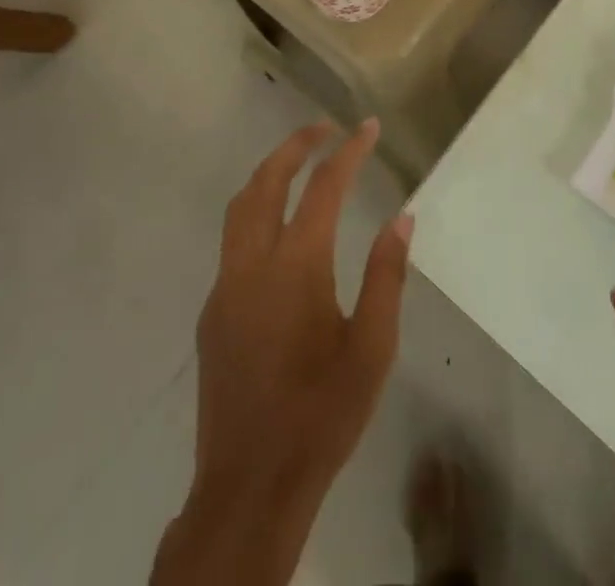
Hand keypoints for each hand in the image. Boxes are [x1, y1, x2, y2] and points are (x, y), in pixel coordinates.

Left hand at [152, 118, 411, 585]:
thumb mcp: (373, 348)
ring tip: (300, 162)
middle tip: (326, 127)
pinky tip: (281, 232)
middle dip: (296, 145)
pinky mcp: (212, 312)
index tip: (369, 127)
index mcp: (296, 267)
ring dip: (270, 173)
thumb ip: (386, 275)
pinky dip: (257, 212)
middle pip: (266, 181)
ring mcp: (225, 286)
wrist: (251, 487)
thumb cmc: (322, 415)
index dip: (349, 151)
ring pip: (241, 207)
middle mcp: (252, 264)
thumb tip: (402, 218)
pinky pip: (233, 242)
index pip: (324, 188)